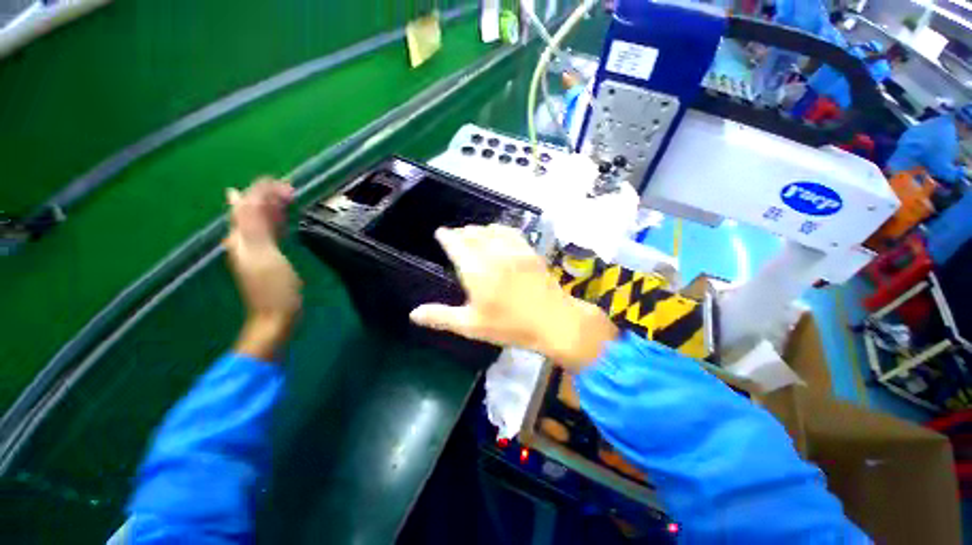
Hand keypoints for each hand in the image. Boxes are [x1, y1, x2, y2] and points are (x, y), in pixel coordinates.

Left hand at [224, 178, 300, 359]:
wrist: (275, 316)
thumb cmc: (274, 289)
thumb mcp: (265, 256)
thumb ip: (253, 226)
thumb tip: (241, 197)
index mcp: (242, 238)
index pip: (247, 206)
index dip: (260, 191)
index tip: (281, 182)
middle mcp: (244, 241)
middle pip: (251, 212)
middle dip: (266, 197)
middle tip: (288, 188)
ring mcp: (256, 251)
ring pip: (260, 222)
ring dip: (271, 208)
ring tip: (285, 197)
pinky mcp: (268, 259)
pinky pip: (270, 234)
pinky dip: (276, 223)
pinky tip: (282, 221)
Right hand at [409, 225, 616, 370]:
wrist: (554, 322)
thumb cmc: (510, 326)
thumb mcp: (472, 325)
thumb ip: (441, 316)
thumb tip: (413, 314)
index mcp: (476, 270)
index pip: (456, 245)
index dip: (446, 237)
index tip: (440, 233)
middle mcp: (493, 253)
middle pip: (473, 234)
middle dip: (461, 233)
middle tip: (455, 236)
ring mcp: (514, 250)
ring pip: (491, 231)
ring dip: (478, 230)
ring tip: (473, 233)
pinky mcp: (529, 252)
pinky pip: (511, 233)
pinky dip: (499, 229)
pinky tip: (499, 233)